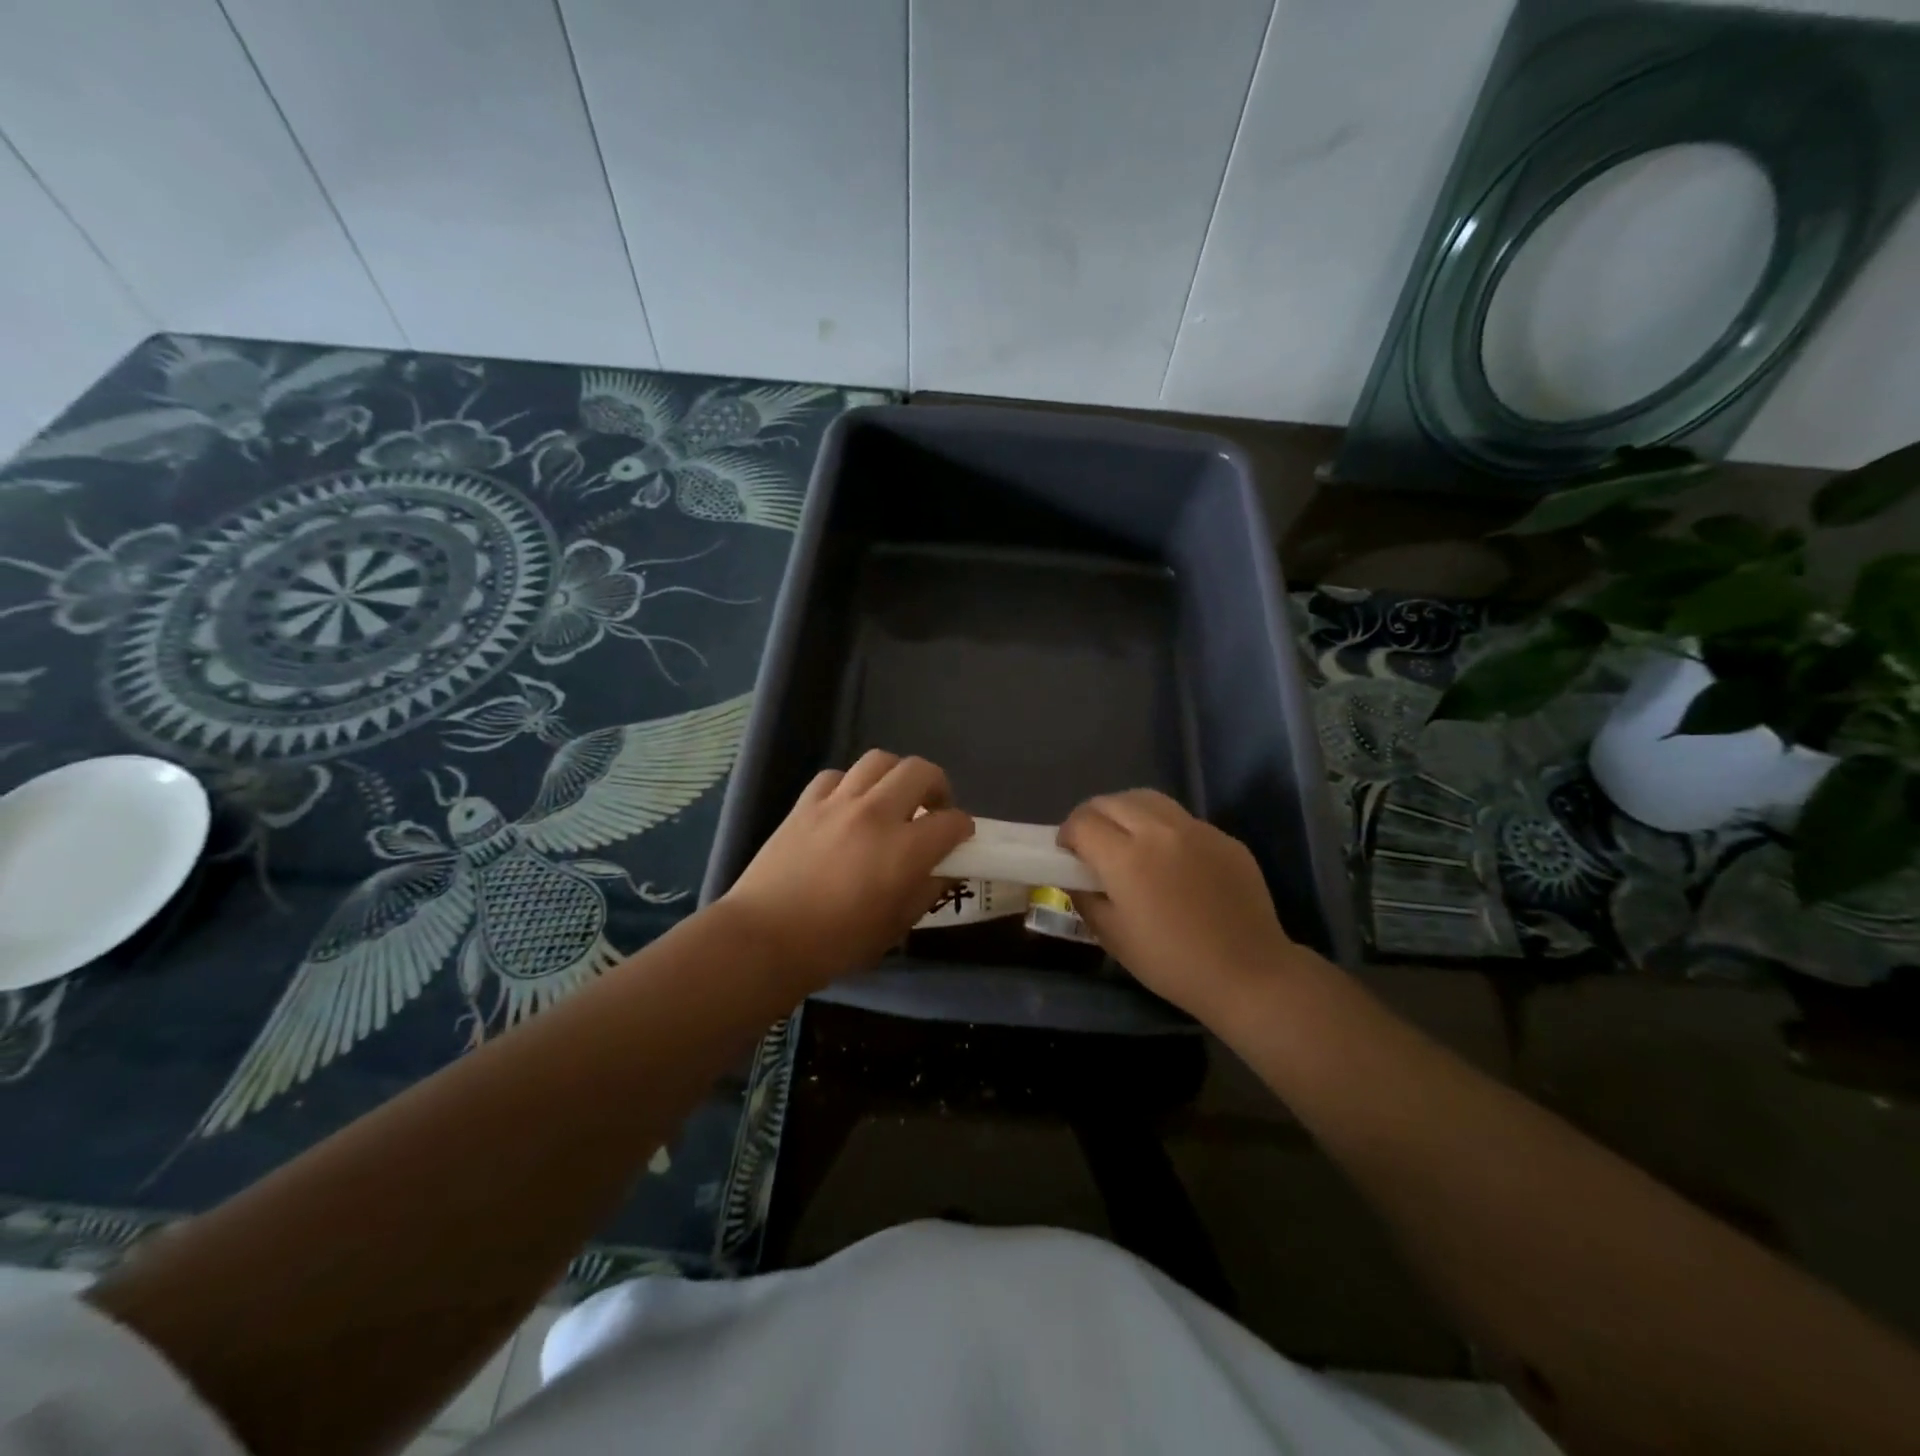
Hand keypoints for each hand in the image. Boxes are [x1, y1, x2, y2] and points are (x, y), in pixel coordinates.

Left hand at [722, 750, 973, 994]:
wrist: (764, 939)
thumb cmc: (835, 944)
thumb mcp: (895, 928)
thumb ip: (926, 892)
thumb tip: (944, 870)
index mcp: (904, 849)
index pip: (952, 821)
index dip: (963, 829)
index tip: (960, 840)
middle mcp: (876, 814)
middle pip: (920, 771)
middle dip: (938, 786)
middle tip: (933, 809)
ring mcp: (837, 803)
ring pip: (879, 760)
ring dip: (896, 776)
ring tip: (893, 798)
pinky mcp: (806, 804)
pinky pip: (836, 776)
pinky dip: (851, 784)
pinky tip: (848, 805)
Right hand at [1058, 789, 1296, 1022]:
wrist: (1248, 973)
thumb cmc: (1171, 962)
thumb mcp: (1113, 937)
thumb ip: (1085, 898)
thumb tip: (1074, 877)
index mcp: (1126, 857)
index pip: (1082, 822)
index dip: (1067, 834)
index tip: (1067, 853)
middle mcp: (1159, 831)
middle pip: (1111, 801)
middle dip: (1092, 817)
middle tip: (1091, 843)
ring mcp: (1196, 829)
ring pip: (1147, 799)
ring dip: (1125, 812)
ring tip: (1126, 839)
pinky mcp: (1223, 837)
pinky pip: (1181, 818)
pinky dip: (1162, 827)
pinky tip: (1169, 858)